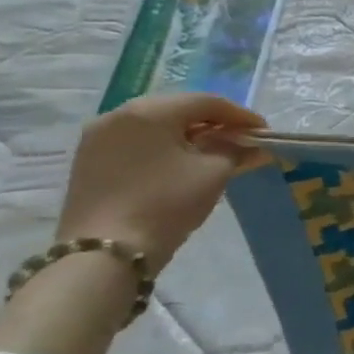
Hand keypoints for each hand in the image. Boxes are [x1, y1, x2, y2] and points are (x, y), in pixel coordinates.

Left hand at [56, 94, 265, 271]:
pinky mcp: (89, 160)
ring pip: (156, 125)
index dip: (241, 115)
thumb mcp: (214, 172)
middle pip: (179, 109)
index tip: (264, 132)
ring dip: (189, 134)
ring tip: (215, 152)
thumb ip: (237, 150)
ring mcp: (97, 138)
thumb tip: (254, 145)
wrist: (105, 252)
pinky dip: (165, 146)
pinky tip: (183, 162)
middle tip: (242, 139)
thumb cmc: (166, 203)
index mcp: (149, 111)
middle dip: (214, 123)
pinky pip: (137, 141)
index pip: (207, 102)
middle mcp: (118, 115)